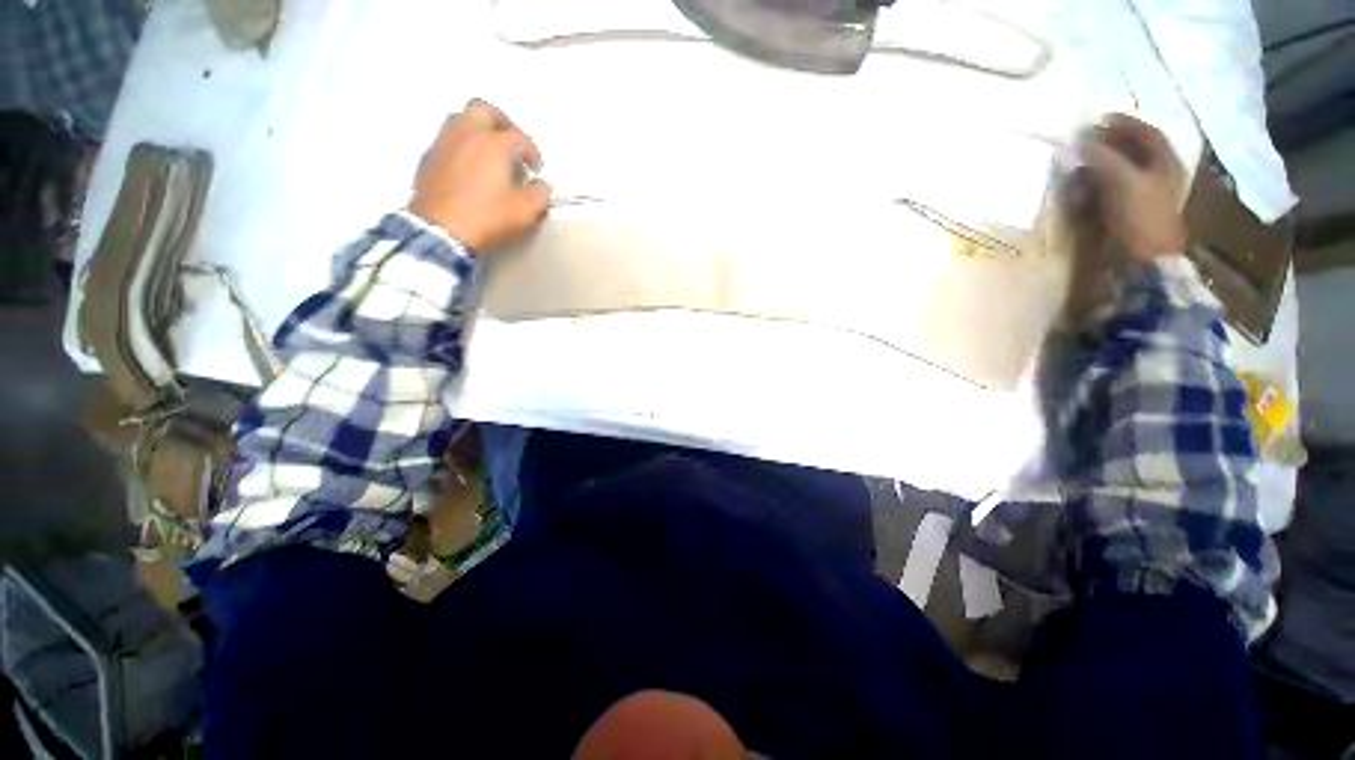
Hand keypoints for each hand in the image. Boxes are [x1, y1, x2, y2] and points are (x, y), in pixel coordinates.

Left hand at [409, 99, 551, 252]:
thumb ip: (539, 195)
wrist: (442, 230)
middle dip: (501, 122)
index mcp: (493, 143)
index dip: (532, 151)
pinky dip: (461, 147)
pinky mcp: (428, 159)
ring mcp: (443, 143)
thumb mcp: (524, 212)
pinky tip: (468, 169)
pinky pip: (447, 141)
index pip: (518, 136)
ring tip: (489, 154)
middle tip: (511, 142)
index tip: (537, 168)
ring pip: (460, 120)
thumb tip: (543, 186)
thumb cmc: (487, 217)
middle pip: (483, 110)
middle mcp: (466, 133)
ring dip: (478, 131)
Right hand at [1078, 113, 1187, 261]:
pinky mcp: (1128, 213)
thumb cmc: (1141, 218)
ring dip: (1100, 164)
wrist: (1144, 261)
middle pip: (1135, 151)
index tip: (1099, 118)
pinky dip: (1096, 184)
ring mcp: (1144, 196)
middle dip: (1110, 143)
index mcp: (1166, 163)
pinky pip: (1111, 190)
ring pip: (1122, 170)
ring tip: (1079, 161)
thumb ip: (1102, 158)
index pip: (1147, 133)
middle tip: (1085, 139)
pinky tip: (1082, 186)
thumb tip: (1077, 141)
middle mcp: (1158, 175)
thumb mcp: (1123, 182)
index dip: (1125, 123)